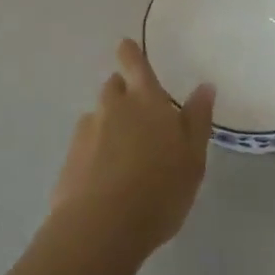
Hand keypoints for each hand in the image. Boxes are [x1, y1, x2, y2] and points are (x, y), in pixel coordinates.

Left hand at [51, 40, 214, 256]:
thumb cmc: (159, 189)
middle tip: (139, 115)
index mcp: (146, 101)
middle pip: (114, 87)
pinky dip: (95, 151)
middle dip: (123, 92)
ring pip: (99, 116)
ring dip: (109, 124)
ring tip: (124, 154)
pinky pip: (86, 144)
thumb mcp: (193, 157)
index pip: (134, 64)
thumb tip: (204, 86)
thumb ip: (198, 120)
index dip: (130, 53)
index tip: (125, 46)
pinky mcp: (69, 159)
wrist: (101, 228)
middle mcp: (113, 107)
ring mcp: (87, 132)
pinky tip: (105, 176)